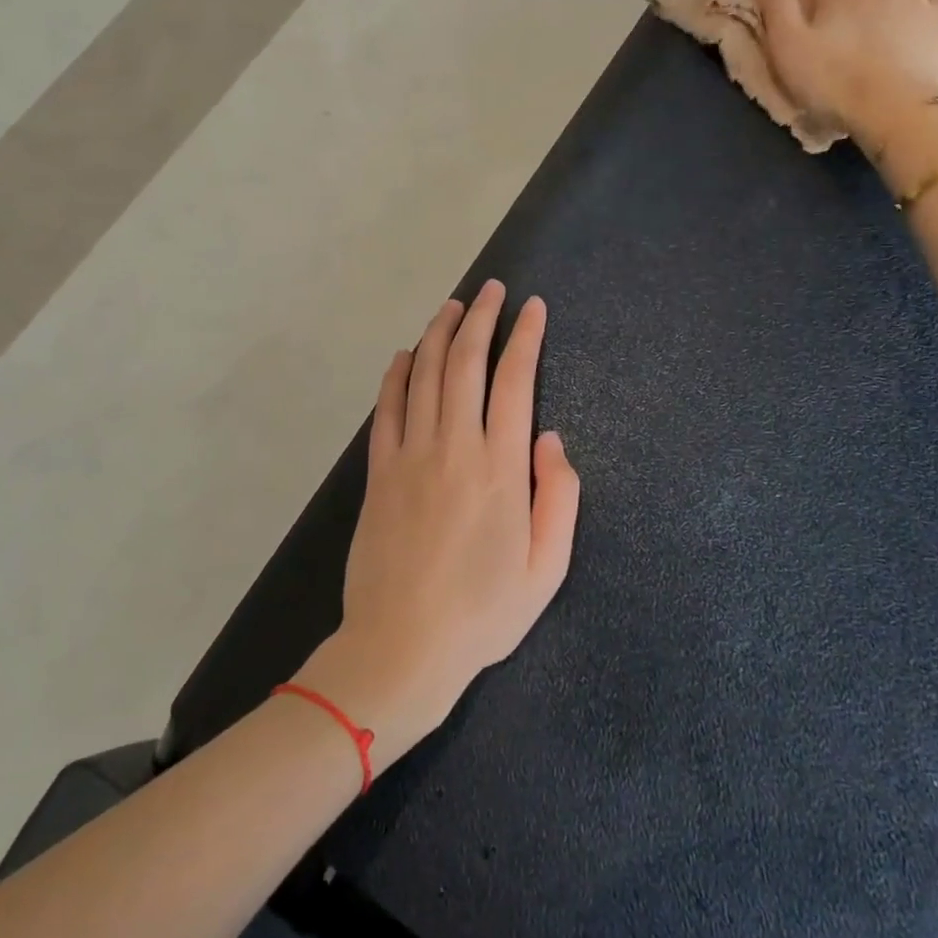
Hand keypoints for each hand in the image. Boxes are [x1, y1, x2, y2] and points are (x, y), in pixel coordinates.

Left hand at [296, 282, 579, 766]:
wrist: (401, 647)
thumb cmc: (483, 614)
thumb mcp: (547, 568)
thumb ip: (559, 497)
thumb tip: (551, 440)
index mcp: (501, 468)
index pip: (515, 381)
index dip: (526, 337)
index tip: (533, 307)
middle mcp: (454, 447)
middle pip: (464, 363)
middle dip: (480, 318)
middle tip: (491, 290)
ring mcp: (410, 456)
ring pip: (423, 375)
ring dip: (438, 334)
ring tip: (452, 305)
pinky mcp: (378, 472)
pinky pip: (386, 409)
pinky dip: (395, 374)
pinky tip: (403, 354)